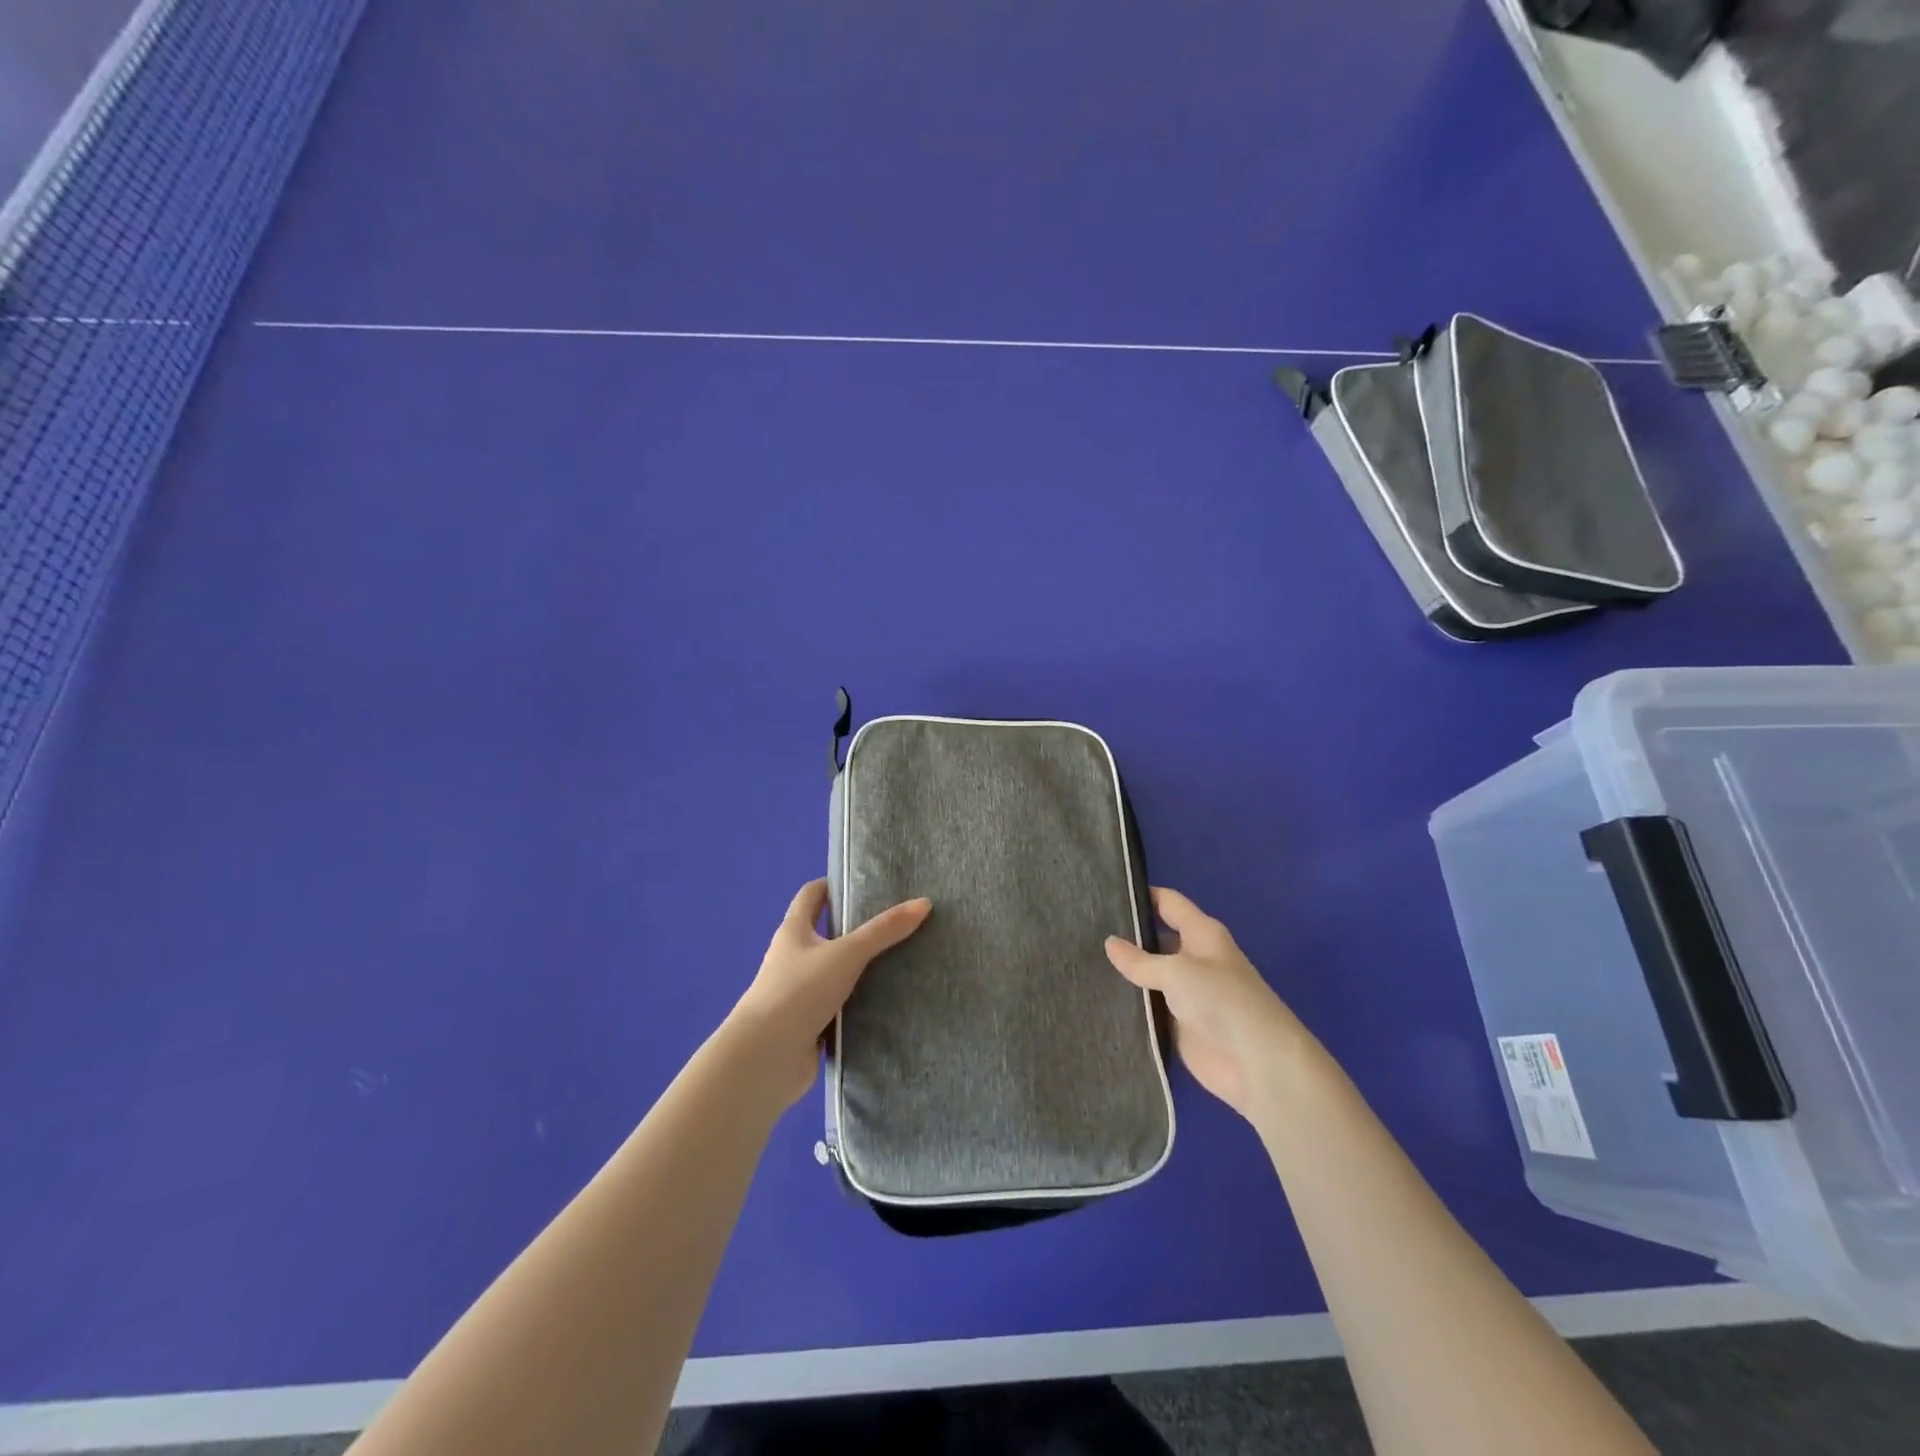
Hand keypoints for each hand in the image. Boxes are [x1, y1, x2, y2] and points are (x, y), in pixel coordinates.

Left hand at [730, 878, 931, 1109]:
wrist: (767, 1059)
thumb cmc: (799, 992)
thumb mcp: (846, 954)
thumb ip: (884, 930)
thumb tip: (923, 902)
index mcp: (793, 932)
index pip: (811, 896)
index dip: (832, 885)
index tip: (863, 883)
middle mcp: (792, 959)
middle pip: (825, 934)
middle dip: (855, 928)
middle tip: (895, 922)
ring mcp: (799, 994)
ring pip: (835, 973)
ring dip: (860, 969)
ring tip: (901, 960)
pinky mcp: (809, 1025)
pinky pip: (840, 1007)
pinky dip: (859, 1004)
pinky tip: (888, 1002)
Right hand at [1105, 887, 1310, 1119]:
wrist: (1256, 1064)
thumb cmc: (1221, 1000)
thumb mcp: (1177, 971)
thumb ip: (1140, 960)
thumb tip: (1109, 942)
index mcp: (1202, 934)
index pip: (1168, 903)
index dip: (1141, 895)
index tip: (1104, 892)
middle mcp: (1194, 958)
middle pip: (1155, 938)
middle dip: (1126, 935)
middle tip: (1083, 929)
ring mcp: (1185, 993)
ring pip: (1148, 975)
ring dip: (1124, 973)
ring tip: (1080, 960)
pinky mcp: (1178, 1024)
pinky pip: (1148, 1007)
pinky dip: (1129, 1003)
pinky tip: (1097, 996)